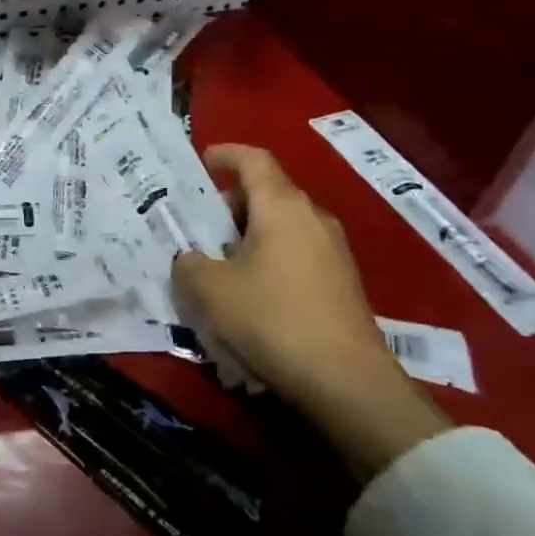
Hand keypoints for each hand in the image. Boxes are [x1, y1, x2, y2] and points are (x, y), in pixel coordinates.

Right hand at [171, 144, 451, 477]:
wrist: (346, 381)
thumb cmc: (271, 319)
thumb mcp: (210, 291)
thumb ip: (189, 265)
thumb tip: (191, 259)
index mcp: (282, 207)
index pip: (254, 161)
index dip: (226, 154)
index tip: (203, 160)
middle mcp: (313, 219)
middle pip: (269, 194)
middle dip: (232, 204)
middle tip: (201, 226)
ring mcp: (334, 252)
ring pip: (284, 227)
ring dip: (251, 235)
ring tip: (221, 263)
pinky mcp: (343, 285)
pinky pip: (298, 255)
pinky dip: (271, 259)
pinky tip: (252, 294)